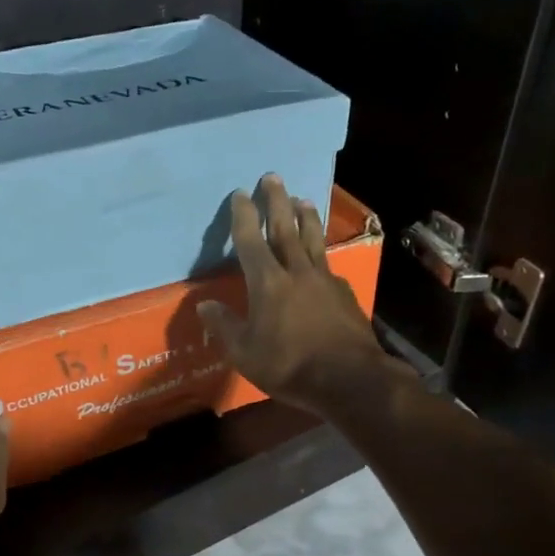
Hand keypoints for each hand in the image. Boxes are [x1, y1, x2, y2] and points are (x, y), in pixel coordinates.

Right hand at [197, 175, 396, 416]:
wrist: (349, 379)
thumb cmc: (289, 366)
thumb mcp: (245, 353)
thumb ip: (225, 326)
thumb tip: (205, 305)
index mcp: (268, 283)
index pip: (251, 242)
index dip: (244, 216)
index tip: (240, 194)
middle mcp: (297, 273)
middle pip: (285, 230)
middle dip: (277, 202)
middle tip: (273, 176)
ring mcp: (325, 281)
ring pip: (312, 241)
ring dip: (305, 218)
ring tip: (302, 199)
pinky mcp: (344, 294)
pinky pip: (328, 264)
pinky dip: (321, 252)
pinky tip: (322, 254)